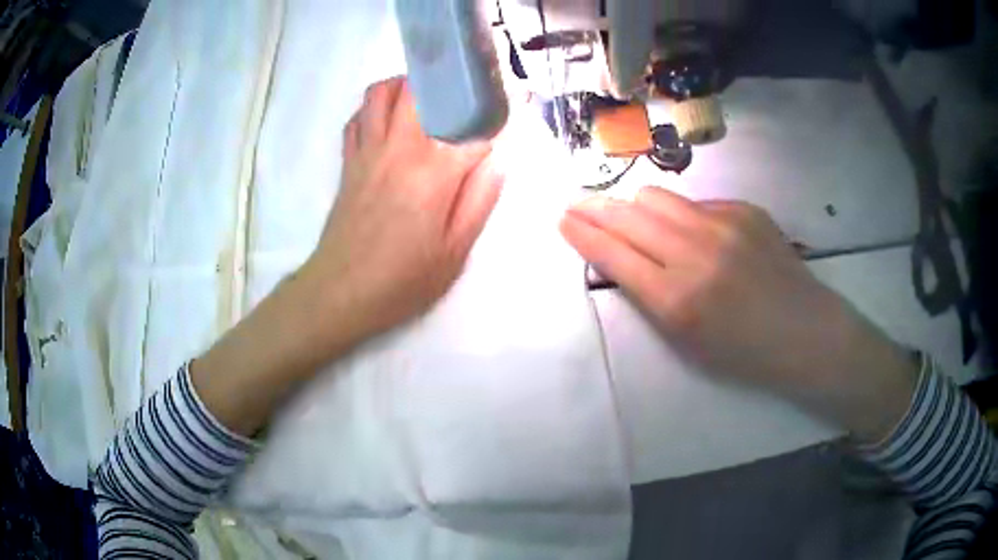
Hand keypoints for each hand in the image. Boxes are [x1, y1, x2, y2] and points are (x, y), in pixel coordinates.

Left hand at [303, 76, 503, 348]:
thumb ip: (480, 200)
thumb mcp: (454, 252)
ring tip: (426, 100)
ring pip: (380, 93)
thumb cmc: (402, 280)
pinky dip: (373, 110)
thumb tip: (499, 160)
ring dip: (404, 86)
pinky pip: (357, 119)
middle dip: (445, 83)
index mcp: (432, 172)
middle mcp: (398, 149)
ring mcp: (367, 152)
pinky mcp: (348, 163)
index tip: (512, 108)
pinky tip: (389, 124)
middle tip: (464, 95)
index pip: (472, 125)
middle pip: (419, 89)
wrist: (340, 292)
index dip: (496, 114)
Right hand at [561, 187, 917, 441]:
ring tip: (635, 217)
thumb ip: (649, 295)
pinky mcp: (745, 209)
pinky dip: (683, 215)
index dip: (582, 233)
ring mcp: (723, 224)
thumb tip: (623, 253)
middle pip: (627, 214)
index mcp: (677, 300)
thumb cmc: (743, 352)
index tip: (563, 219)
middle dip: (595, 207)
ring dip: (637, 206)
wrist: (805, 332)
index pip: (612, 253)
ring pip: (657, 196)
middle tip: (578, 202)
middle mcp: (695, 253)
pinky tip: (695, 233)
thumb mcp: (686, 340)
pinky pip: (696, 202)